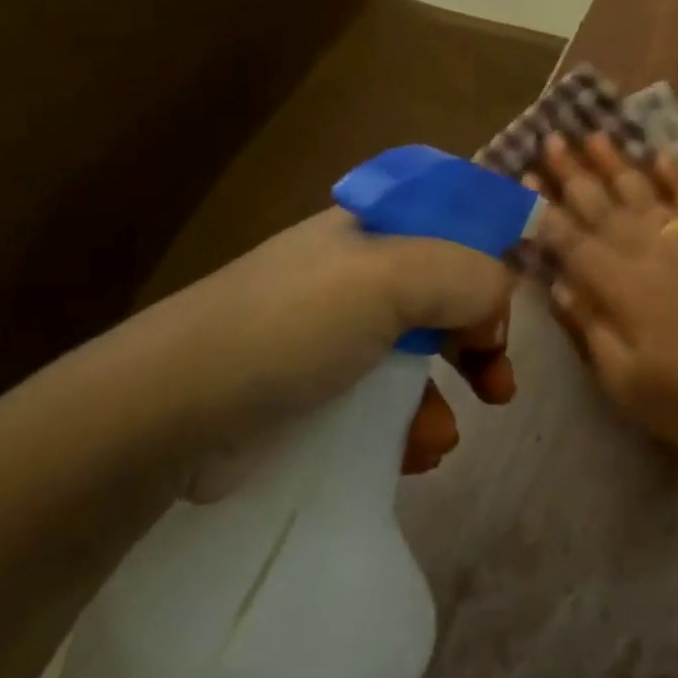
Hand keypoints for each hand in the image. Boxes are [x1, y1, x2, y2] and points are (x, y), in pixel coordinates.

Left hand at [160, 208, 513, 496]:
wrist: (170, 414)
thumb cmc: (290, 327)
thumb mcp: (391, 279)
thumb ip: (466, 277)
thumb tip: (495, 310)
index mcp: (375, 229)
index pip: (455, 223)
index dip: (490, 259)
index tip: (506, 307)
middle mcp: (360, 273)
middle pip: (445, 292)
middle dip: (481, 336)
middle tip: (500, 382)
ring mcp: (338, 333)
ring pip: (421, 353)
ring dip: (447, 393)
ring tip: (443, 439)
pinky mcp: (320, 390)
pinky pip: (387, 399)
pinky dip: (410, 425)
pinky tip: (415, 454)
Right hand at [529, 134, 677, 468]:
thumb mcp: (626, 383)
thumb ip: (590, 327)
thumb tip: (557, 283)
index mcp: (624, 290)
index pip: (573, 242)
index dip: (546, 212)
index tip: (524, 178)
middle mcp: (653, 255)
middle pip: (605, 208)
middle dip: (574, 174)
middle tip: (551, 140)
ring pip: (647, 195)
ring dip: (618, 164)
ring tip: (596, 134)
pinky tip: (662, 156)